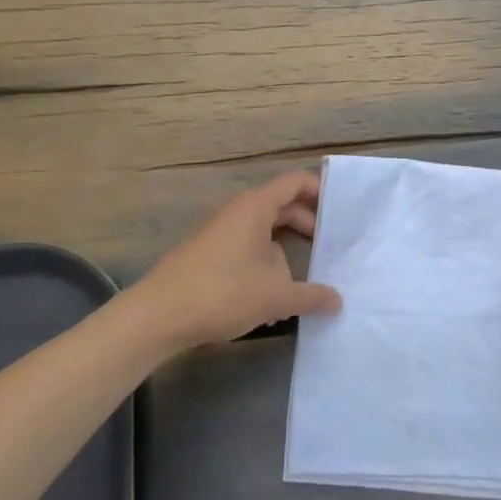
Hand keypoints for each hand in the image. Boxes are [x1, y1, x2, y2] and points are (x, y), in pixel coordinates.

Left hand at [126, 172, 341, 352]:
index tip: (344, 212)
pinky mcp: (210, 255)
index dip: (321, 192)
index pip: (296, 182)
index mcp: (256, 207)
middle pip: (283, 206)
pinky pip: (249, 249)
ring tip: (309, 280)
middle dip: (310, 225)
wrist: (157, 316)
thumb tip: (337, 300)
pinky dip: (268, 264)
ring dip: (288, 251)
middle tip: (334, 247)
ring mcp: (222, 234)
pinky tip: (275, 299)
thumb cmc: (221, 293)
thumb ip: (312, 297)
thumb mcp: (276, 297)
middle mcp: (239, 213)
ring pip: (266, 232)